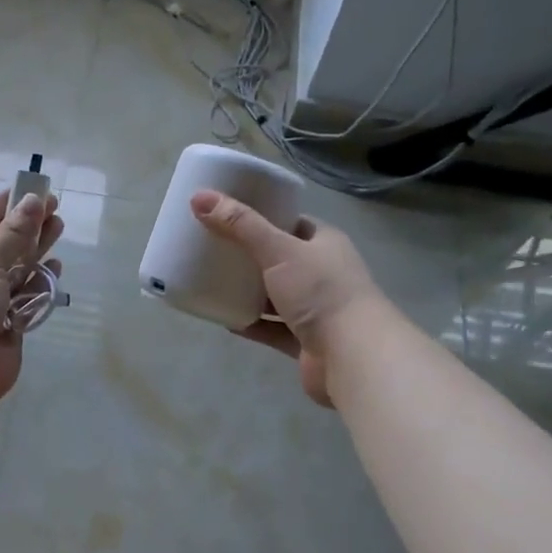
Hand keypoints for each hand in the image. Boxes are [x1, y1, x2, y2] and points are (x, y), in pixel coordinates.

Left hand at [0, 189, 63, 404]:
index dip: (4, 206)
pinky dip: (40, 284)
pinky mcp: (6, 326)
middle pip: (0, 246)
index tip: (31, 189)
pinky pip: (26, 298)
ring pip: (15, 271)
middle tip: (54, 206)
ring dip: (36, 251)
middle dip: (26, 227)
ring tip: (58, 227)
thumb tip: (33, 201)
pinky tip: (55, 267)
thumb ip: (12, 234)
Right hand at [190, 190, 384, 407]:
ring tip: (213, 283)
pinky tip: (225, 319)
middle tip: (213, 249)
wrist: (353, 355)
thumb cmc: (320, 292)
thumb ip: (240, 225)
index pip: (291, 223)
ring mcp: (315, 310)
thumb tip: (199, 197)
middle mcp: (323, 274)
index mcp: (324, 244)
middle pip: (280, 260)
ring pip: (275, 296)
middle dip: (249, 256)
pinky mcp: (305, 341)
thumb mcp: (278, 250)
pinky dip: (251, 323)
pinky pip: (272, 328)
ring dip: (249, 292)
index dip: (262, 217)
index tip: (228, 216)